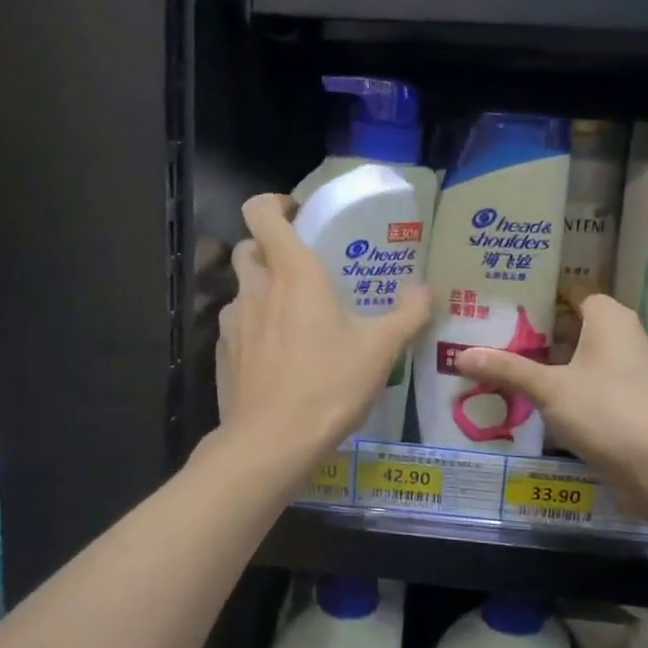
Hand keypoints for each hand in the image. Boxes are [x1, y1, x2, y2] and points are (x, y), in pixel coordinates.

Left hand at [217, 194, 430, 459]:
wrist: (272, 443)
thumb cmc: (329, 384)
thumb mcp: (381, 349)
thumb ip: (408, 313)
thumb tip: (425, 290)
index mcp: (293, 273)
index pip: (260, 212)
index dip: (274, 204)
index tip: (298, 216)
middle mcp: (256, 289)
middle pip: (248, 248)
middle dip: (270, 250)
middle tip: (305, 271)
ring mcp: (232, 323)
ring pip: (242, 290)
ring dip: (263, 293)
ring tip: (296, 320)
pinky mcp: (222, 355)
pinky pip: (236, 327)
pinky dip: (254, 330)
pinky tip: (279, 359)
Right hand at [456, 295, 647, 497]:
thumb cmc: (605, 410)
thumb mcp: (549, 388)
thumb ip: (506, 369)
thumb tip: (460, 355)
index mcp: (608, 318)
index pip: (570, 293)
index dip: (538, 296)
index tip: (502, 303)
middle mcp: (622, 336)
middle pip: (571, 325)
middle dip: (535, 332)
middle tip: (491, 334)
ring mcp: (626, 371)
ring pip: (578, 357)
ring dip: (546, 363)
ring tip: (501, 365)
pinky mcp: (626, 401)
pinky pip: (586, 383)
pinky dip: (561, 387)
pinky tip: (530, 398)